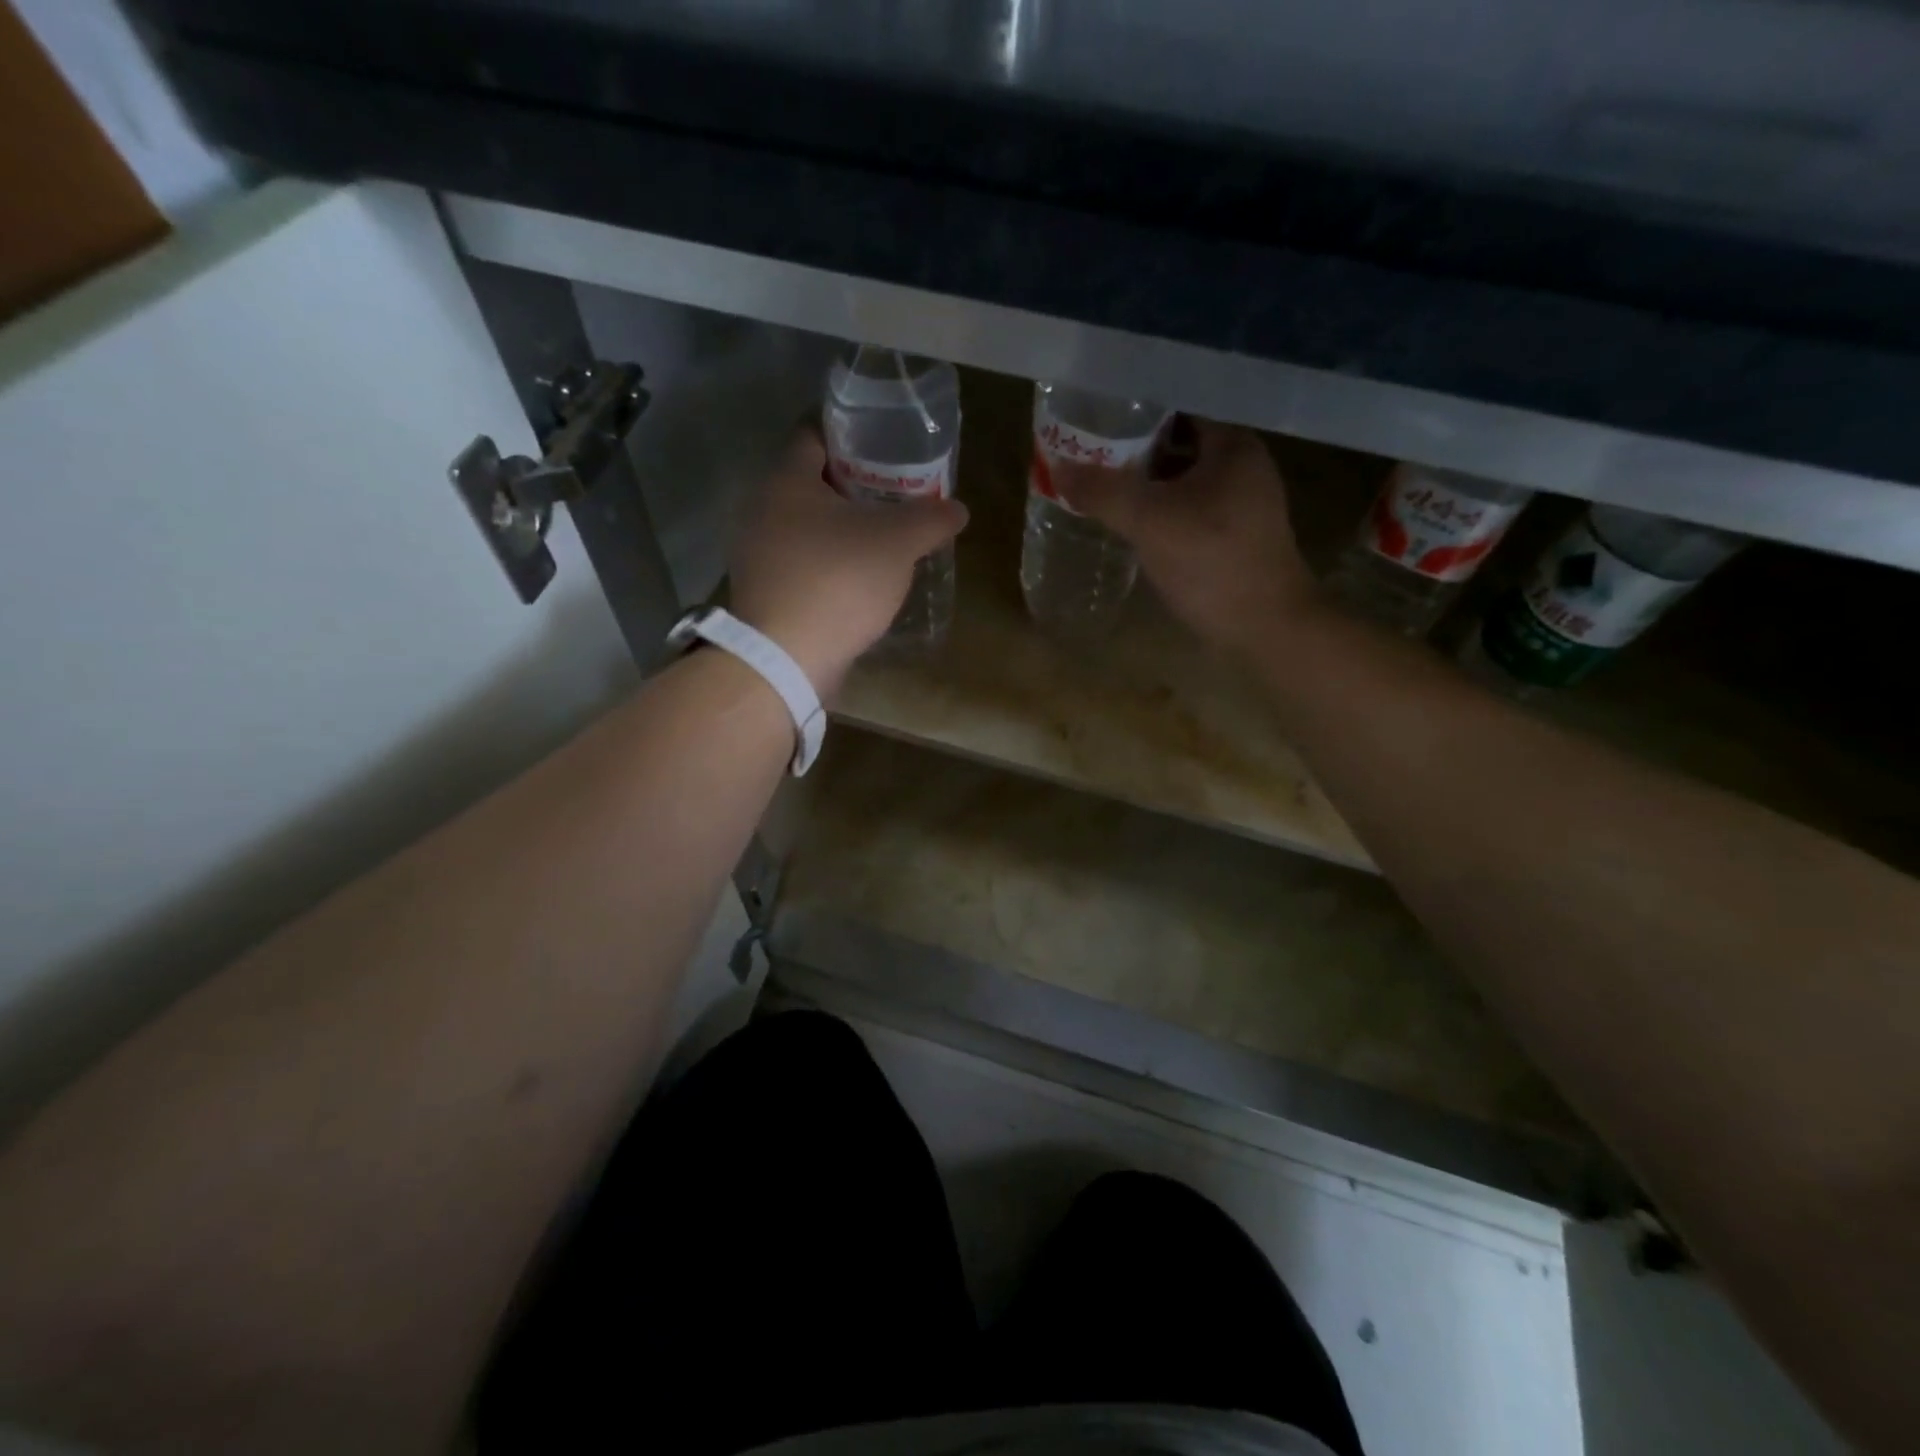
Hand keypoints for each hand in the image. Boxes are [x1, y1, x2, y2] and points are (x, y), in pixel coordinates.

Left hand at [728, 428, 967, 698]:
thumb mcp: (897, 543)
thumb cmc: (839, 581)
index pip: (815, 435)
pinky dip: (828, 564)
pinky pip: (801, 564)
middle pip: (812, 484)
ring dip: (841, 530)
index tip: (887, 448)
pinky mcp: (764, 593)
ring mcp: (758, 555)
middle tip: (895, 496)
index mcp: (787, 481)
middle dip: (853, 487)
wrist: (786, 658)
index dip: (853, 437)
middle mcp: (762, 510)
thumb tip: (958, 509)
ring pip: (806, 527)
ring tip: (883, 540)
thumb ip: (931, 519)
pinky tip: (859, 581)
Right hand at [1057, 419, 1323, 656]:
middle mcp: (1242, 466)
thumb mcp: (1150, 522)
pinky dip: (1159, 509)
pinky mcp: (1233, 536)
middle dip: (1134, 448)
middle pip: (1178, 443)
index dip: (1136, 410)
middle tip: (1089, 452)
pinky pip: (1187, 509)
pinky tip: (1129, 521)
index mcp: (1232, 446)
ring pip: (1182, 479)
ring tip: (1100, 484)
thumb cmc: (1212, 562)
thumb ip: (1103, 492)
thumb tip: (1058, 468)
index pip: (1178, 408)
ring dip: (1144, 482)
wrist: (1265, 627)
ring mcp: (1240, 503)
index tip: (1097, 417)